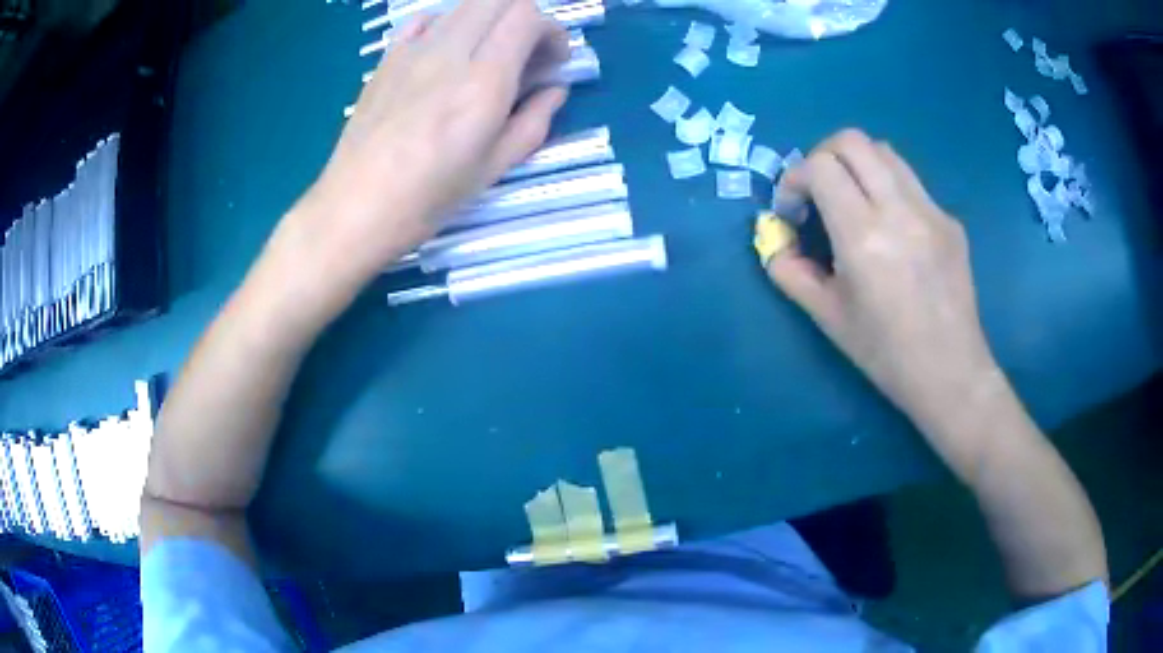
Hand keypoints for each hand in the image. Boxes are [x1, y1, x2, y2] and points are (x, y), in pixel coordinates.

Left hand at [292, 0, 569, 287]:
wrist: (354, 207)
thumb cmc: (427, 198)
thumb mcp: (493, 168)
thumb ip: (534, 121)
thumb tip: (555, 90)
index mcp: (483, 82)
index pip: (526, 16)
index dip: (551, 30)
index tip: (554, 60)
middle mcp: (450, 53)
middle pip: (498, 0)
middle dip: (524, 18)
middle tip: (527, 54)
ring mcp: (412, 51)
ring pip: (464, 5)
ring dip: (489, 20)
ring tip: (488, 55)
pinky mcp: (387, 58)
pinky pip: (424, 20)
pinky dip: (448, 24)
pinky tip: (446, 53)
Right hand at [765, 130, 1002, 445]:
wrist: (950, 373)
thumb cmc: (885, 354)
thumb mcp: (827, 317)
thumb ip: (789, 271)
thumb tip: (774, 238)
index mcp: (864, 237)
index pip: (821, 167)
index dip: (794, 178)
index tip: (792, 209)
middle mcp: (900, 210)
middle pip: (853, 141)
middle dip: (822, 155)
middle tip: (818, 192)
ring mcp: (931, 210)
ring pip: (885, 152)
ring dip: (857, 165)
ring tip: (852, 202)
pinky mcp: (950, 220)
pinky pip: (911, 183)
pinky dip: (887, 188)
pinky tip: (891, 230)